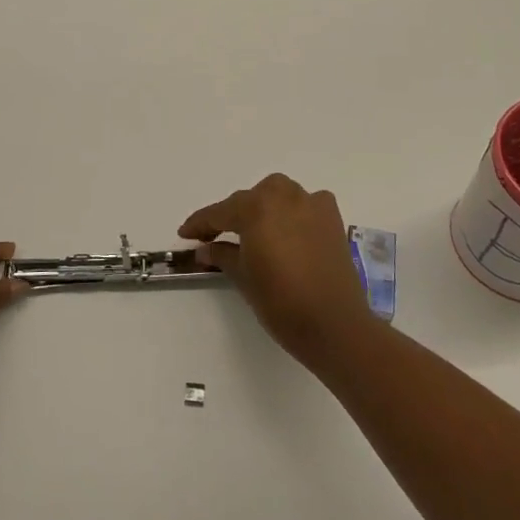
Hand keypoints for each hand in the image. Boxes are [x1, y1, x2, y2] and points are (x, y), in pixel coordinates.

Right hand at [179, 174, 373, 365]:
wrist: (334, 324)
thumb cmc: (281, 302)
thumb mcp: (243, 278)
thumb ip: (222, 254)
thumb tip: (205, 248)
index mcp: (256, 208)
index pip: (220, 212)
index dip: (200, 223)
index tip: (185, 233)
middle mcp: (284, 196)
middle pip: (250, 199)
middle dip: (232, 215)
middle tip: (216, 236)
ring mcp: (312, 204)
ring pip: (278, 195)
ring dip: (263, 208)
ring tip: (253, 232)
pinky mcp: (332, 218)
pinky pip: (305, 204)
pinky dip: (292, 211)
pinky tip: (288, 230)